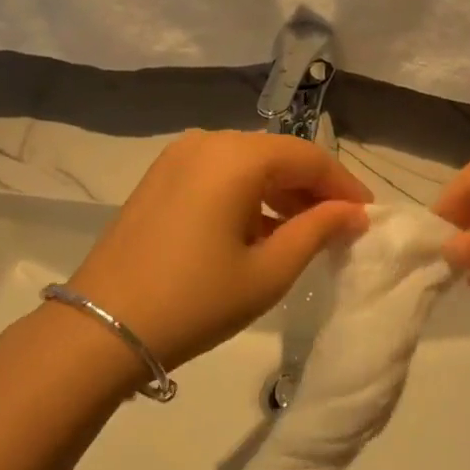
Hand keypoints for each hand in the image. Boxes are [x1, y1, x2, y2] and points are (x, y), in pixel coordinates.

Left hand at [64, 130, 370, 371]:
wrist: (101, 328)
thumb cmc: (195, 300)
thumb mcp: (268, 272)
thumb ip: (317, 231)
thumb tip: (355, 212)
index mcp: (237, 156)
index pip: (308, 158)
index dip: (344, 185)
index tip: (367, 217)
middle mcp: (208, 141)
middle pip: (278, 155)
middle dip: (313, 188)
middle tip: (341, 227)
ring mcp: (178, 156)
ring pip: (249, 163)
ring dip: (281, 192)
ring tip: (305, 232)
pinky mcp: (161, 177)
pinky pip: (220, 174)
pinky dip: (249, 195)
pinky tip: (261, 230)